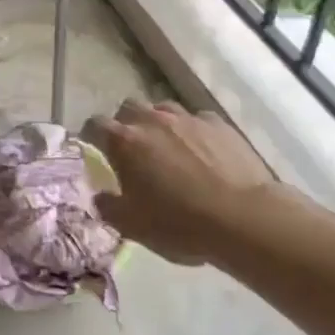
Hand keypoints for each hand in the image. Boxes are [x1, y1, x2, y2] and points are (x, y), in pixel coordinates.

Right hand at [82, 101, 275, 267]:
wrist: (244, 218)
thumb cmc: (180, 223)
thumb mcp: (133, 226)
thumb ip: (108, 207)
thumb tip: (100, 196)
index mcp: (124, 142)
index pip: (94, 124)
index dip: (90, 135)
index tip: (94, 149)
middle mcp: (152, 120)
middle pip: (128, 108)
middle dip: (125, 123)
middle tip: (133, 149)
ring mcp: (187, 118)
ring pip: (163, 108)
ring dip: (159, 123)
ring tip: (168, 147)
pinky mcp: (219, 124)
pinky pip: (198, 119)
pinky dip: (193, 131)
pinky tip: (202, 151)